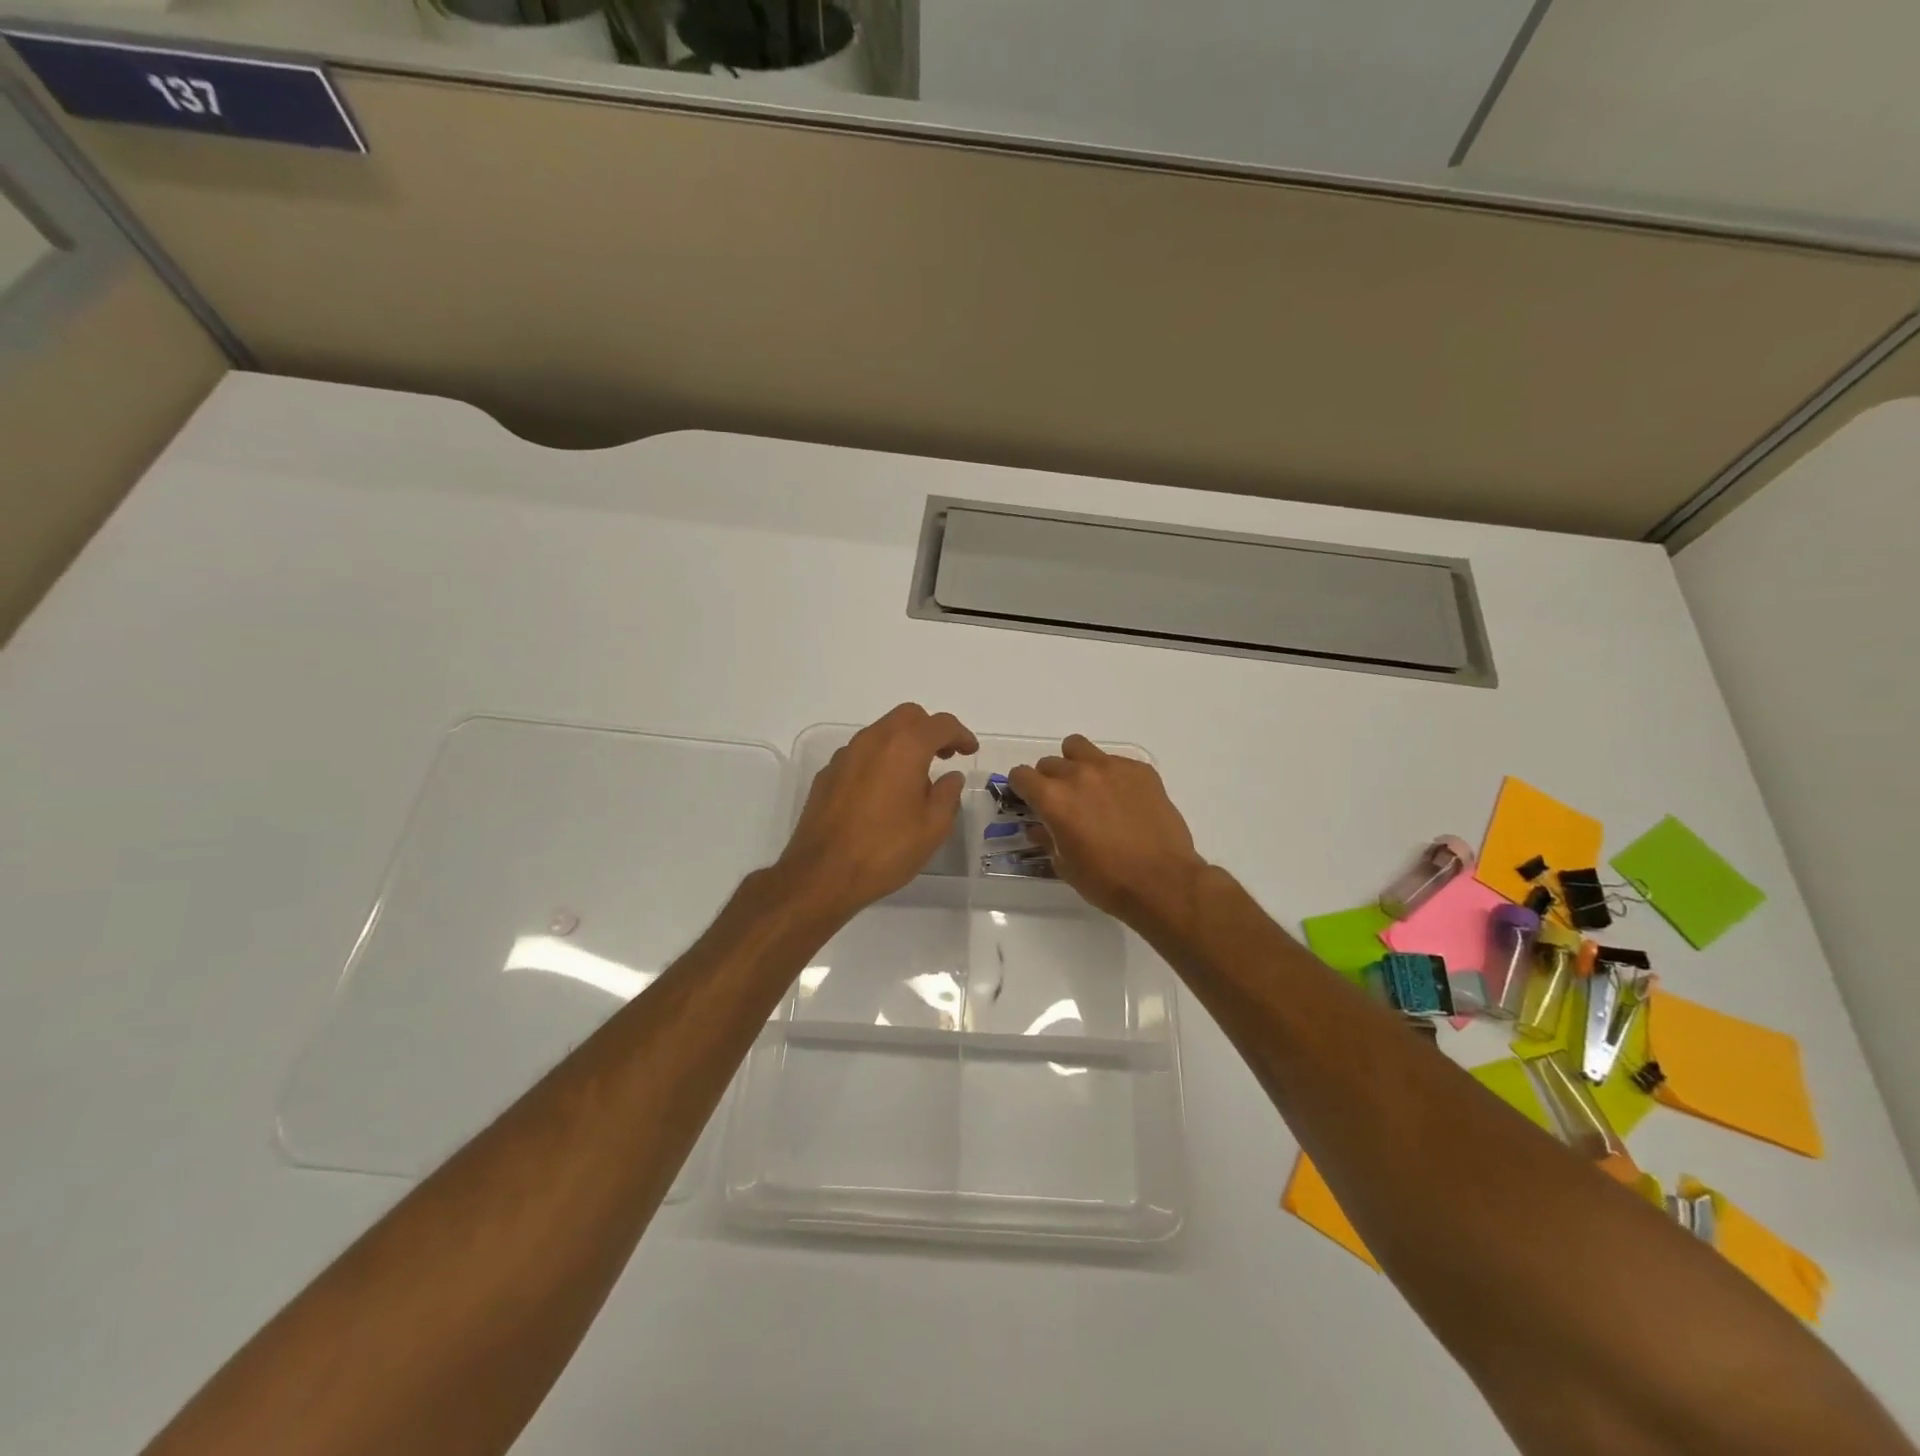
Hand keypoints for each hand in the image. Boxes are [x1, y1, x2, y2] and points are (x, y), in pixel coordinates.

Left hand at [776, 703, 979, 922]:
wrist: (822, 873)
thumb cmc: (886, 849)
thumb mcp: (933, 827)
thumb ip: (948, 794)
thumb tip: (951, 776)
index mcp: (904, 747)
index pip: (940, 724)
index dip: (961, 735)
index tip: (970, 751)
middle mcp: (873, 740)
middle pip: (908, 716)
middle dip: (930, 730)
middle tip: (944, 756)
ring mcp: (845, 755)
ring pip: (881, 732)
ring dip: (903, 743)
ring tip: (915, 775)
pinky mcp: (827, 774)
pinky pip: (860, 754)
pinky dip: (879, 760)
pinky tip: (882, 790)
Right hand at [1009, 736, 1207, 928]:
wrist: (1162, 882)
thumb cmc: (1106, 881)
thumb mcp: (1065, 865)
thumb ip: (1047, 839)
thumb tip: (1038, 827)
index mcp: (1053, 798)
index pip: (1021, 775)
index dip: (1021, 788)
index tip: (1029, 801)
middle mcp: (1078, 774)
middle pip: (1050, 762)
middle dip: (1049, 780)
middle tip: (1064, 803)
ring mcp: (1112, 767)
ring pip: (1079, 748)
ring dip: (1076, 764)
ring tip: (1090, 789)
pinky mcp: (1140, 770)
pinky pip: (1115, 761)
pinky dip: (1111, 775)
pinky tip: (1123, 800)